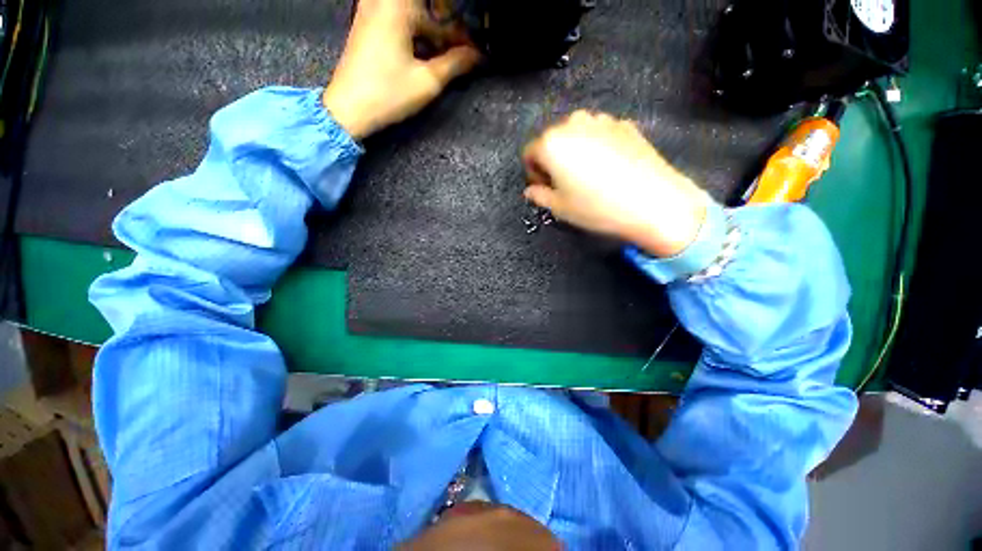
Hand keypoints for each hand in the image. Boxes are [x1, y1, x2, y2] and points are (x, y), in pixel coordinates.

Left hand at [323, 0, 481, 139]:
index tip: (474, 49)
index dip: (461, 31)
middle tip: (461, 51)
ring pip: (412, 13)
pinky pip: (398, 19)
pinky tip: (425, 53)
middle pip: (425, 8)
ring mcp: (371, 11)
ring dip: (432, 31)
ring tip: (446, 55)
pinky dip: (416, 33)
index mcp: (398, 5)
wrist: (349, 108)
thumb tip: (477, 56)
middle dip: (447, 29)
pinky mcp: (367, 24)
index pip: (441, 11)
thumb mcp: (427, 81)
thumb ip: (455, 64)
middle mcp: (382, 0)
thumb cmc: (388, 94)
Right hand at [523, 111, 709, 257]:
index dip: (533, 173)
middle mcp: (573, 123)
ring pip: (576, 135)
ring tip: (588, 176)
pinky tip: (609, 169)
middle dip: (552, 161)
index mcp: (551, 143)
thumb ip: (539, 196)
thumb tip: (530, 191)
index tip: (544, 188)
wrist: (652, 201)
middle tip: (564, 183)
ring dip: (574, 152)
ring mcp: (602, 120)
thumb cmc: (596, 207)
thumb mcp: (560, 208)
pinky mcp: (624, 124)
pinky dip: (596, 147)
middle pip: (552, 141)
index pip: (530, 153)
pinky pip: (599, 134)